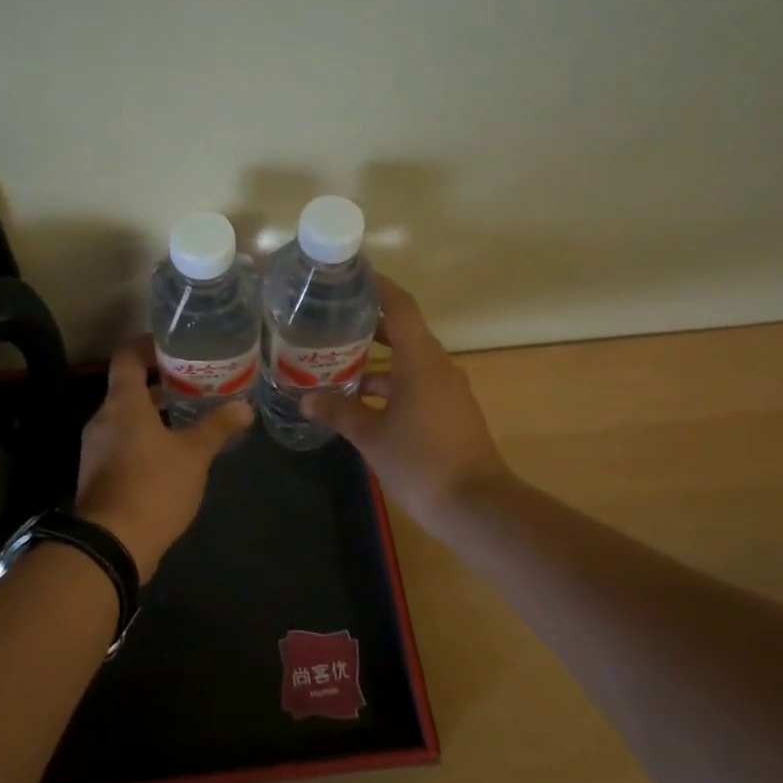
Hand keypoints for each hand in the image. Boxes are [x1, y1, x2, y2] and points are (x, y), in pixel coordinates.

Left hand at [74, 337, 253, 577]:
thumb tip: (244, 407)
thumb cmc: (154, 486)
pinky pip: (120, 441)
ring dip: (152, 411)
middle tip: (192, 380)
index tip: (172, 345)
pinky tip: (170, 450)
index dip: (146, 345)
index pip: (126, 357)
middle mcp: (103, 418)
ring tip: (187, 413)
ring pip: (124, 416)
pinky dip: (143, 435)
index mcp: (123, 403)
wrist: (111, 544)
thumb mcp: (194, 454)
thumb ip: (217, 427)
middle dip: (158, 381)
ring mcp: (96, 447)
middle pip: (126, 386)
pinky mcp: (97, 473)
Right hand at [303, 275, 511, 530]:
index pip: (400, 307)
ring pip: (407, 360)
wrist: (476, 506)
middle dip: (368, 324)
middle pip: (402, 331)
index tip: (351, 276)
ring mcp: (447, 389)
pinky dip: (390, 382)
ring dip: (376, 359)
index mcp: (420, 360)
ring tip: (336, 361)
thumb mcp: (371, 436)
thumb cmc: (421, 462)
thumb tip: (306, 400)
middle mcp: (437, 366)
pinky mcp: (450, 410)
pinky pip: (416, 382)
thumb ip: (339, 412)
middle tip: (330, 320)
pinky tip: (360, 400)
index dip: (378, 287)